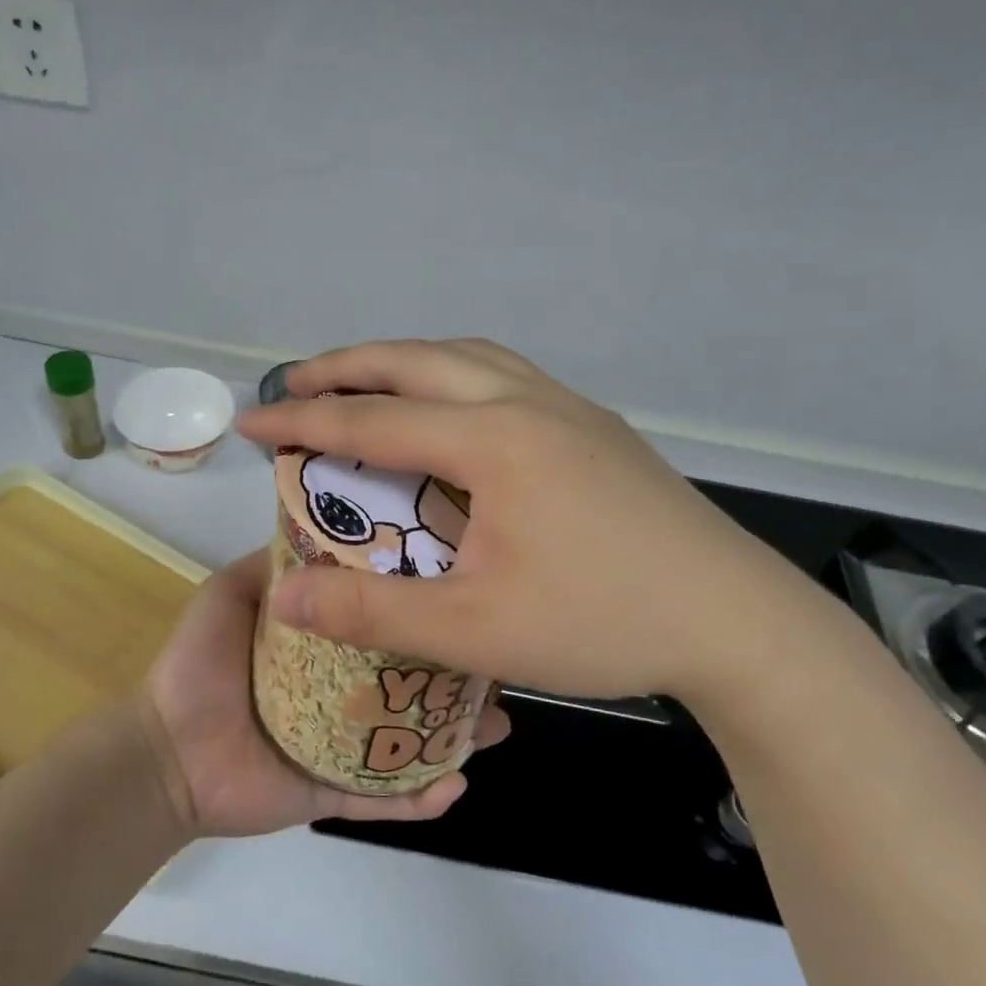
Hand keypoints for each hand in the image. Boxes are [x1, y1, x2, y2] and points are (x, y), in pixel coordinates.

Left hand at [139, 549, 509, 837]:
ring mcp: (343, 746)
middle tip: (497, 665)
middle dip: (458, 675)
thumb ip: (278, 564)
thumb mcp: (233, 592)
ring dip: (457, 736)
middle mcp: (343, 691)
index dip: (424, 607)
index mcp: (325, 646)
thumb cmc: (198, 664)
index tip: (467, 586)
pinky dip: (420, 797)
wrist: (162, 751)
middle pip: (412, 681)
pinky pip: (384, 799)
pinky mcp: (334, 794)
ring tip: (495, 725)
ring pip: (413, 740)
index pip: (385, 621)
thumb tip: (331, 529)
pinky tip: (454, 784)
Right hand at [237, 339, 865, 711]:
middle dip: (348, 365)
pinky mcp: (598, 428)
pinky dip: (457, 374)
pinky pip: (507, 374)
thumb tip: (285, 596)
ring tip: (368, 382)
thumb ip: (373, 612)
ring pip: (470, 355)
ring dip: (407, 360)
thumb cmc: (602, 622)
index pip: (373, 419)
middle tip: (296, 382)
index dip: (303, 421)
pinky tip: (456, 411)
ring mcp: (571, 408)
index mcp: (494, 440)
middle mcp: (529, 402)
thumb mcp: (475, 630)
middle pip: (418, 360)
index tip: (250, 422)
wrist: (735, 621)